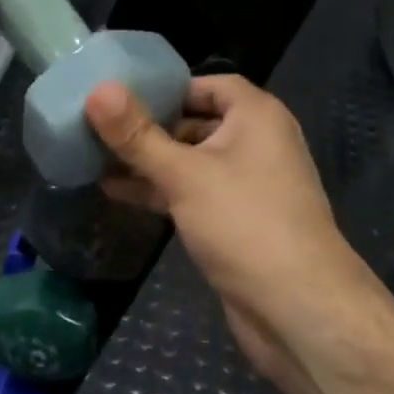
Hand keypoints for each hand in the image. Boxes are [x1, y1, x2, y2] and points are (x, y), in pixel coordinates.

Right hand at [85, 76, 379, 393]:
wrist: (298, 308)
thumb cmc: (244, 224)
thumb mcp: (184, 174)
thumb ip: (137, 135)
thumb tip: (97, 90)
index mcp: (257, 117)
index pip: (210, 85)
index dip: (169, 87)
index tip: (123, 95)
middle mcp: (257, 144)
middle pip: (198, 122)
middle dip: (151, 126)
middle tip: (99, 126)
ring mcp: (248, 186)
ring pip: (192, 162)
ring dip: (150, 162)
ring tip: (96, 158)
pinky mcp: (237, 222)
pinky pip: (194, 194)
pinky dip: (161, 191)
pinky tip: (118, 193)